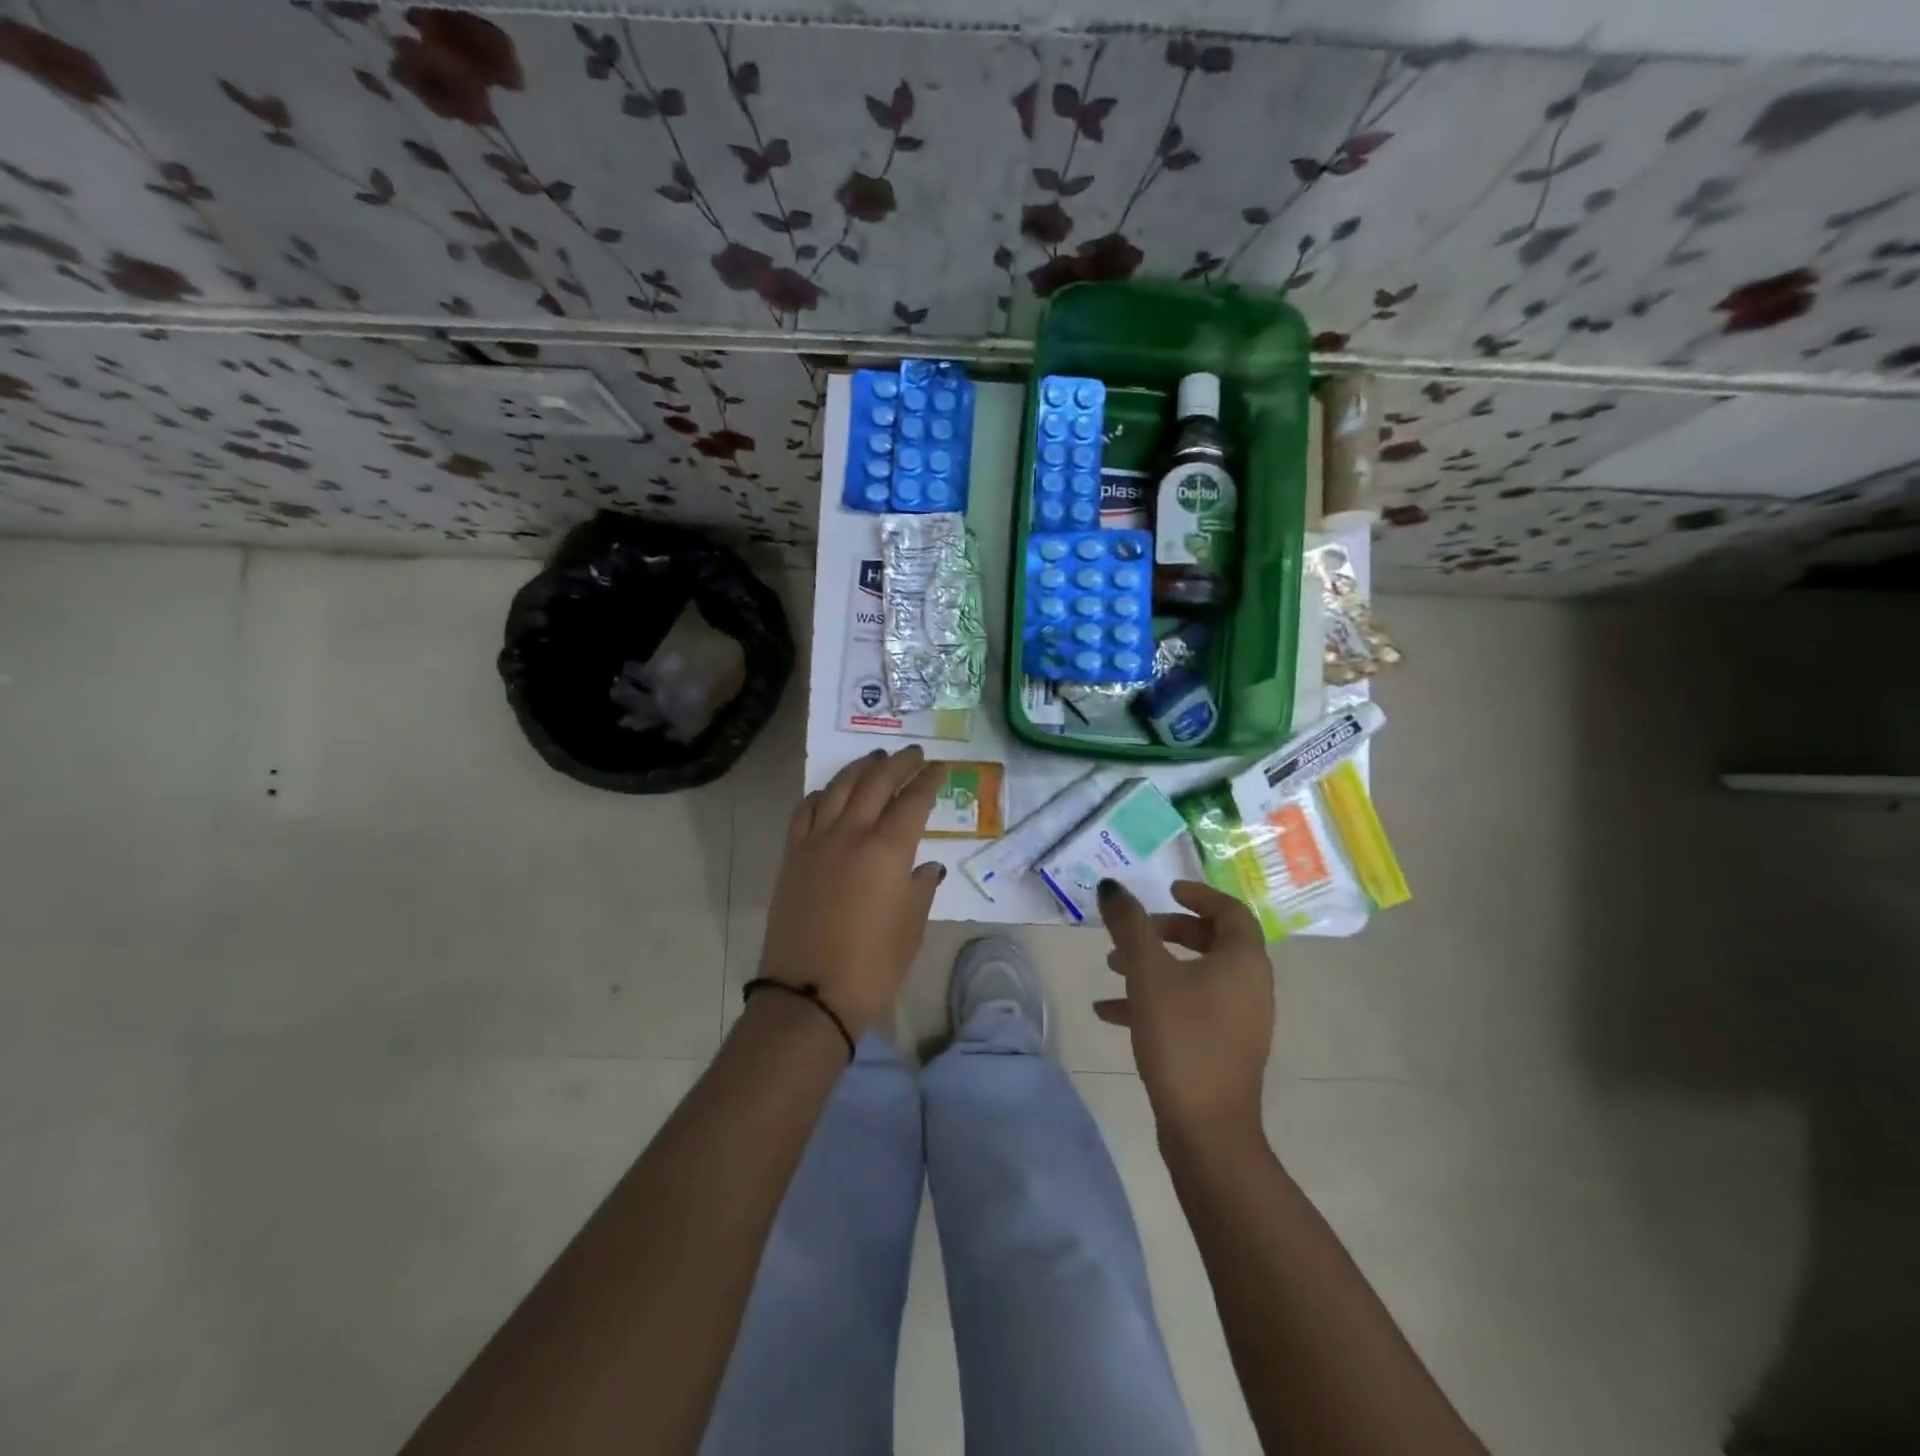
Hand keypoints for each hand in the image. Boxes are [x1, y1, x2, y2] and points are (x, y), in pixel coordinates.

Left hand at [759, 746, 945, 1033]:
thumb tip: (926, 867)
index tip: (940, 767)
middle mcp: (851, 834)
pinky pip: (805, 811)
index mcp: (887, 850)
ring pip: (838, 788)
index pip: (913, 801)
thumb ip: (920, 888)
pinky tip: (829, 793)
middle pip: (875, 783)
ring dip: (859, 769)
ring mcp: (816, 842)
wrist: (809, 995)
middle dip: (898, 763)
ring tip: (874, 759)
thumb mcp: (911, 927)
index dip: (929, 781)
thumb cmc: (872, 966)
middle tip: (913, 754)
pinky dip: (821, 794)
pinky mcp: (792, 857)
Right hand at [1095, 879, 1274, 1139]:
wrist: (1207, 1129)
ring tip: (1111, 968)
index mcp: (1243, 961)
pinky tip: (1110, 1013)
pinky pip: (1189, 1008)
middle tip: (1134, 931)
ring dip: (1155, 966)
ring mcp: (1239, 1021)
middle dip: (1167, 931)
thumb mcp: (1148, 974)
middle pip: (1211, 941)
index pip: (1230, 911)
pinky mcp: (1222, 1048)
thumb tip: (1111, 887)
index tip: (1167, 891)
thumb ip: (1129, 925)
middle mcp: (1250, 986)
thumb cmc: (1182, 1038)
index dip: (1199, 894)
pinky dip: (1156, 1001)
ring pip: (1196, 977)